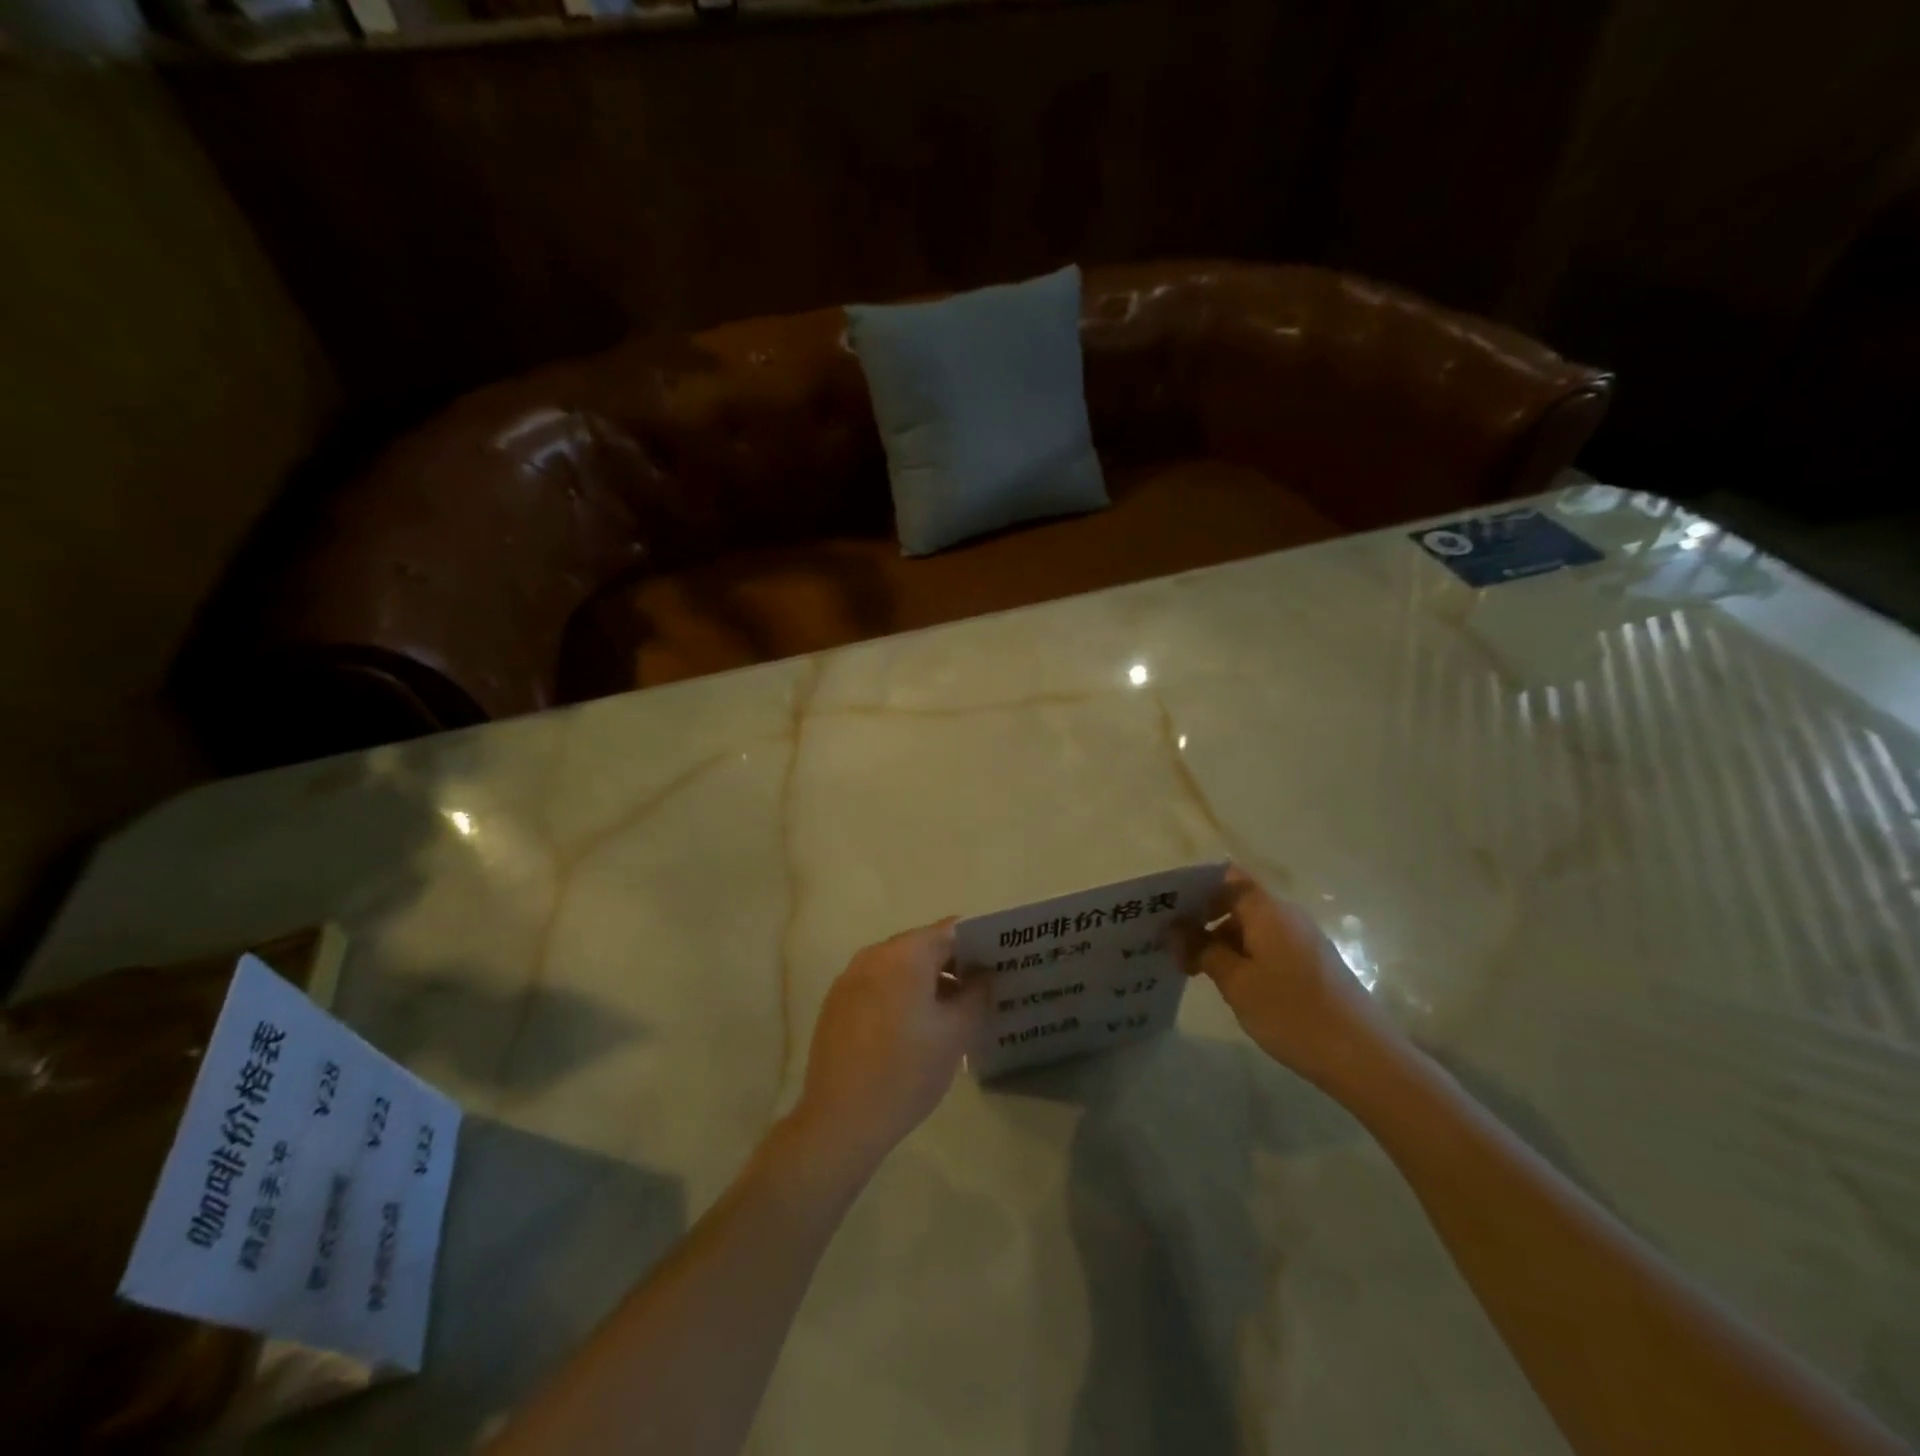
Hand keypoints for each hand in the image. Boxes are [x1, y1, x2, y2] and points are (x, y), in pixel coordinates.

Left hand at [791, 921, 987, 1175]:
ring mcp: (850, 978)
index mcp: (904, 954)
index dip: (979, 942)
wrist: (839, 1121)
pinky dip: (900, 993)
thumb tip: (984, 974)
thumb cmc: (906, 1071)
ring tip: (952, 1011)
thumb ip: (977, 994)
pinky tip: (913, 1027)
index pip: (951, 930)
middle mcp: (873, 955)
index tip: (999, 962)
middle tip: (982, 988)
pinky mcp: (836, 1003)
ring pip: (899, 966)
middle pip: (923, 945)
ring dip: (926, 980)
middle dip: (953, 962)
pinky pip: (878, 984)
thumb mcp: (956, 1034)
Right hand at [1180, 865, 1403, 1093]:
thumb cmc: (1292, 1013)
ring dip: (1220, 942)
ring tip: (1193, 971)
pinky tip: (1229, 985)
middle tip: (1171, 948)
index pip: (1226, 878)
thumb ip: (1203, 950)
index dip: (1195, 888)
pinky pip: (1267, 947)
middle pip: (1236, 902)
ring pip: (1250, 928)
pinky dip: (1242, 957)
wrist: (1363, 1058)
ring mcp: (1302, 941)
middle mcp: (1286, 916)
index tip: (1168, 913)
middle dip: (1202, 920)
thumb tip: (1175, 928)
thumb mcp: (1237, 983)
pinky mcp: (1312, 965)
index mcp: (1267, 910)